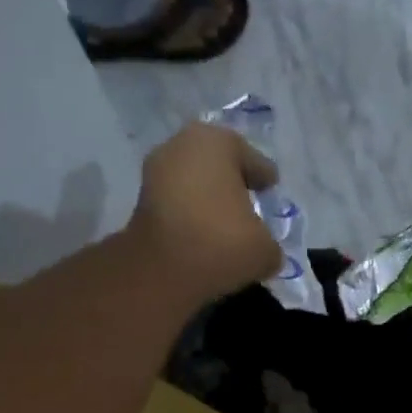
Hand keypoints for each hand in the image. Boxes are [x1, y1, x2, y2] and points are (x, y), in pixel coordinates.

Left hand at [128, 122, 283, 303]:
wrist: (160, 270)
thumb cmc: (220, 242)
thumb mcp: (264, 249)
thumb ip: (270, 245)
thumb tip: (266, 252)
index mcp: (218, 141)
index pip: (252, 159)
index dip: (265, 177)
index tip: (271, 189)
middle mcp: (183, 145)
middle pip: (218, 165)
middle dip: (233, 184)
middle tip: (249, 205)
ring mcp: (156, 171)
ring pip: (195, 183)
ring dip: (209, 200)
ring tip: (226, 225)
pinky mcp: (141, 200)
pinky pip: (177, 204)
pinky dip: (190, 216)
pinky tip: (203, 236)